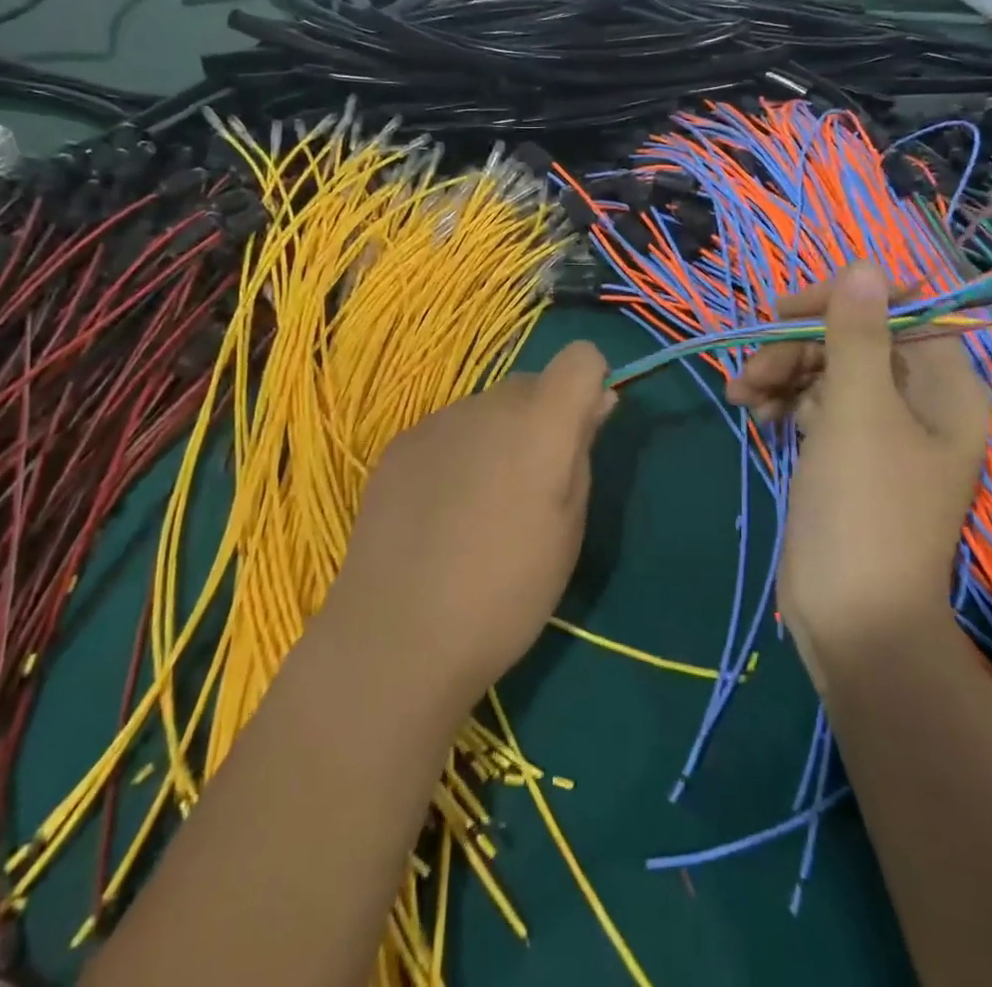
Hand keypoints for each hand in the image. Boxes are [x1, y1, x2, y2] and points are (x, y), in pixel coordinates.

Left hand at [321, 340, 615, 708]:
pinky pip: (449, 430)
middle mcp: (489, 404)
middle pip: (532, 384)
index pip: (581, 357)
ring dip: (498, 437)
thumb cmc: (507, 592)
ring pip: (488, 409)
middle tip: (533, 487)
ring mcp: (439, 420)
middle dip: (544, 418)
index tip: (582, 433)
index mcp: (541, 423)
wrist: (397, 636)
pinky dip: (459, 453)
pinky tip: (440, 511)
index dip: (589, 386)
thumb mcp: (569, 529)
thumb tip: (595, 402)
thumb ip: (582, 452)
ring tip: (480, 507)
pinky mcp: (401, 443)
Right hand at [726, 266, 991, 686]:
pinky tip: (754, 412)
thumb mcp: (858, 412)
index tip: (788, 310)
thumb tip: (862, 264)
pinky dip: (782, 400)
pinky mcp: (843, 452)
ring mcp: (878, 428)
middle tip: (753, 369)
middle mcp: (917, 401)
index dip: (845, 300)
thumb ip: (857, 334)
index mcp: (944, 387)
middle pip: (854, 339)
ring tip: (742, 394)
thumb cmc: (865, 508)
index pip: (899, 310)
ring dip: (780, 371)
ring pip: (825, 369)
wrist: (852, 618)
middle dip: (798, 346)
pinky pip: (813, 403)